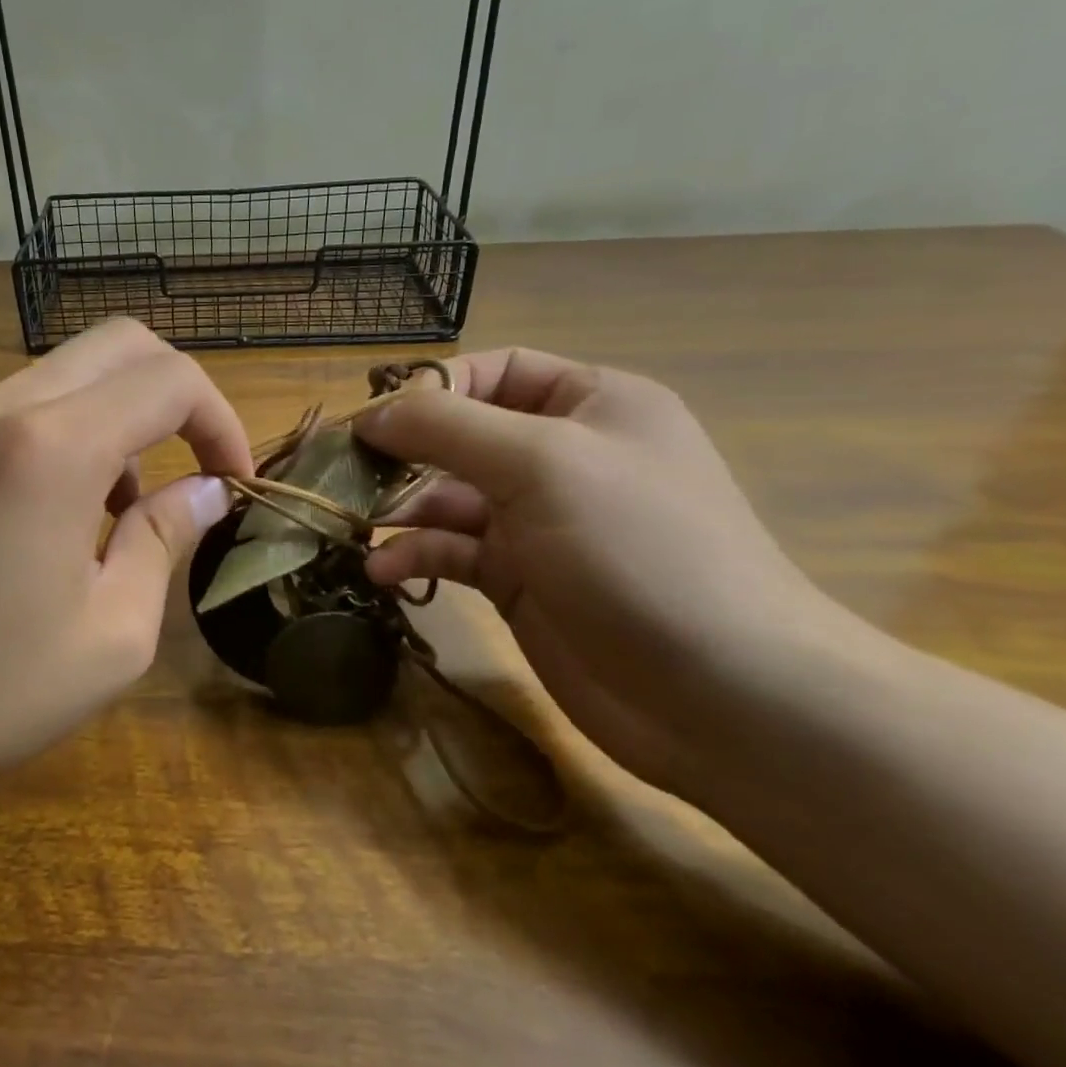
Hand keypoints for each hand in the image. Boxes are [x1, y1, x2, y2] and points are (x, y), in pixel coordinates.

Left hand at [0, 318, 248, 817]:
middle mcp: (3, 408)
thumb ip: (166, 540)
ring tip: (123, 511)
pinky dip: (72, 430)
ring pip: (71, 370)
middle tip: (195, 468)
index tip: (232, 482)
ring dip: (121, 417)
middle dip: (178, 396)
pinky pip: (26, 404)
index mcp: (54, 449)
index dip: (221, 421)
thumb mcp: (112, 633)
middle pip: (121, 345)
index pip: (169, 380)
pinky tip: (64, 511)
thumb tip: (205, 492)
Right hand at [356, 348, 833, 796]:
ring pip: (447, 497)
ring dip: (400, 509)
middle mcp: (562, 456)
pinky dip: (416, 554)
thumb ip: (448, 427)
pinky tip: (384, 571)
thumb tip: (372, 414)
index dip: (431, 389)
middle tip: (342, 477)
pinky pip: (452, 550)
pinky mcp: (519, 579)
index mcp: (590, 405)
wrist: (723, 696)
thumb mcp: (542, 463)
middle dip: (402, 454)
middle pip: (460, 436)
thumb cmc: (637, 549)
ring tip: (354, 527)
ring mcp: (539, 522)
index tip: (374, 422)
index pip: (494, 371)